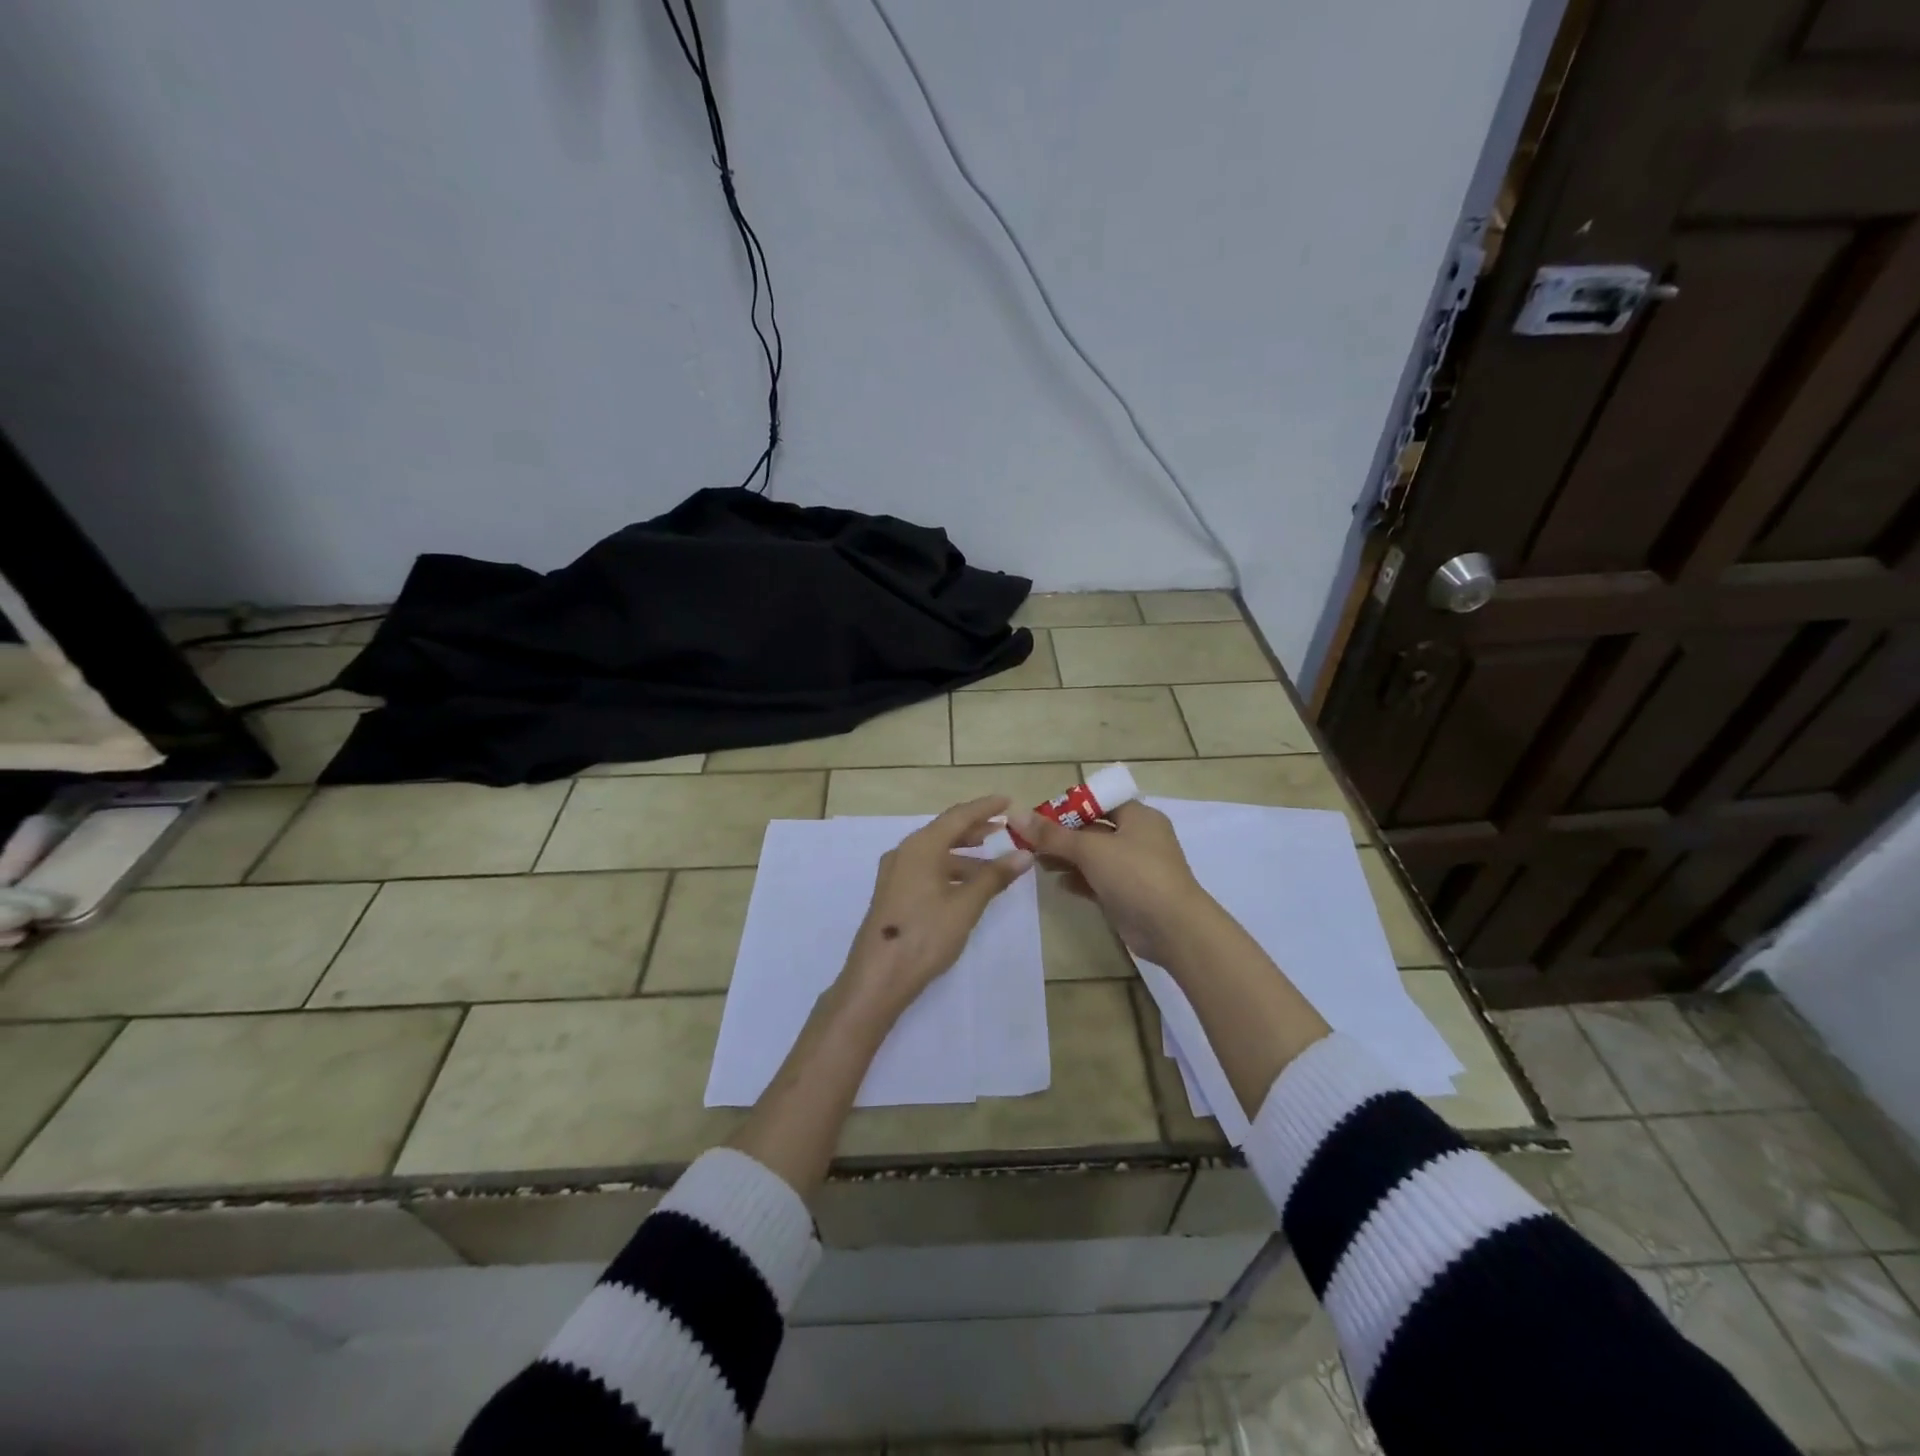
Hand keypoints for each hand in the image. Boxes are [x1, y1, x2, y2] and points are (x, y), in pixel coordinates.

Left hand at [841, 796, 1033, 1018]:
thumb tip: (1024, 855)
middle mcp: (905, 852)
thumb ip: (994, 877)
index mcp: (921, 846)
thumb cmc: (925, 934)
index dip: (984, 807)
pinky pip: (926, 869)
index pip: (958, 816)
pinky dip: (950, 870)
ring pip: (935, 853)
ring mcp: (895, 873)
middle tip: (1003, 830)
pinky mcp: (893, 893)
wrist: (878, 976)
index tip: (1008, 801)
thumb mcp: (965, 905)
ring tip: (993, 864)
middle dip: (975, 829)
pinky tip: (967, 886)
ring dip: (964, 854)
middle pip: (944, 831)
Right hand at [1010, 800, 1213, 965]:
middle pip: (1093, 828)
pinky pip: (1098, 880)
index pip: (1098, 801)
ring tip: (1036, 862)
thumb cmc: (1135, 875)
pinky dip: (1079, 879)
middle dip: (1062, 835)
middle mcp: (1138, 837)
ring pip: (1093, 856)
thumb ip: (1052, 835)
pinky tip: (1057, 882)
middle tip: (1030, 841)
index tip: (1038, 816)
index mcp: (1138, 816)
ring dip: (1067, 857)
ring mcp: (1134, 868)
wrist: (1173, 929)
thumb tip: (1016, 814)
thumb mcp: (1091, 849)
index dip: (1068, 806)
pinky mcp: (1128, 894)